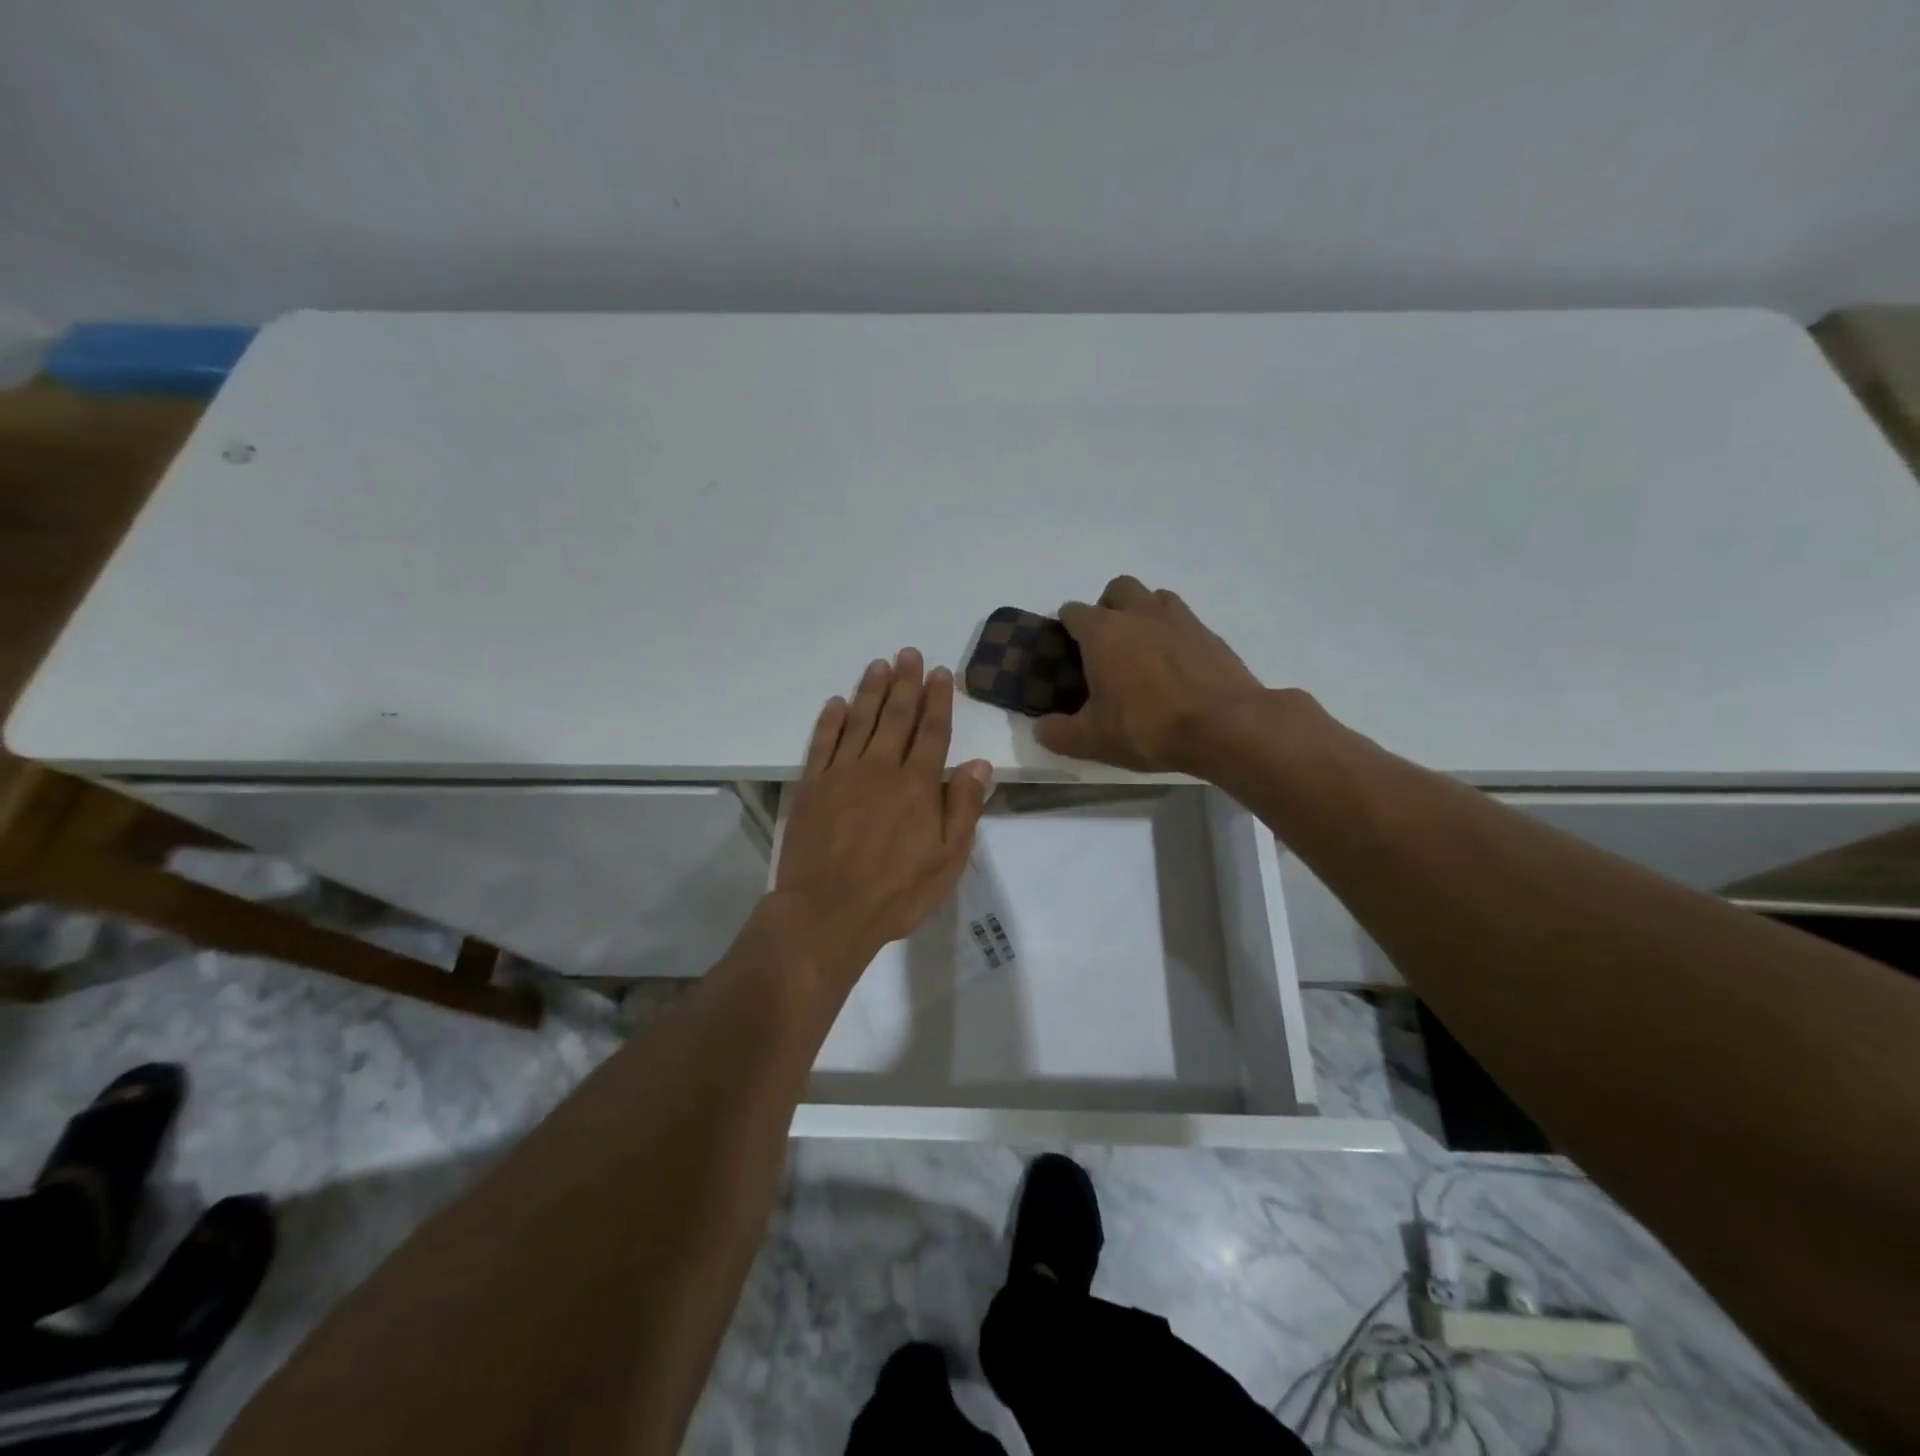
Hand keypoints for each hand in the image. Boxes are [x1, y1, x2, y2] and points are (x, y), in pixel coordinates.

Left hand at [775, 649, 992, 984]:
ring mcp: (841, 774)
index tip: (940, 673)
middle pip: (896, 716)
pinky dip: (830, 720)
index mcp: (917, 785)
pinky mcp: (812, 787)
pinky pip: (822, 743)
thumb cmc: (896, 893)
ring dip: (871, 691)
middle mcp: (880, 768)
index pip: (932, 732)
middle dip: (905, 683)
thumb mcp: (947, 860)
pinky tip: (837, 702)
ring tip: (879, 664)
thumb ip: (963, 808)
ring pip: (859, 721)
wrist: (827, 912)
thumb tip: (978, 764)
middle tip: (908, 653)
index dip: (938, 700)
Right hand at [1035, 575, 1265, 773]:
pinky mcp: (1209, 633)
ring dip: (1143, 614)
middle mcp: (1138, 613)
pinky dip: (1174, 634)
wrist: (1225, 726)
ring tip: (1143, 650)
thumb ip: (1059, 733)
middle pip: (1117, 589)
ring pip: (1154, 597)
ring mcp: (1178, 618)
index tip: (1067, 652)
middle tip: (1108, 645)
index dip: (1066, 628)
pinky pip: (1183, 620)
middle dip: (1108, 608)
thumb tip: (1041, 729)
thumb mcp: (1093, 740)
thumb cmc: (1148, 727)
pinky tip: (1176, 665)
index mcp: (1103, 632)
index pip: (1072, 612)